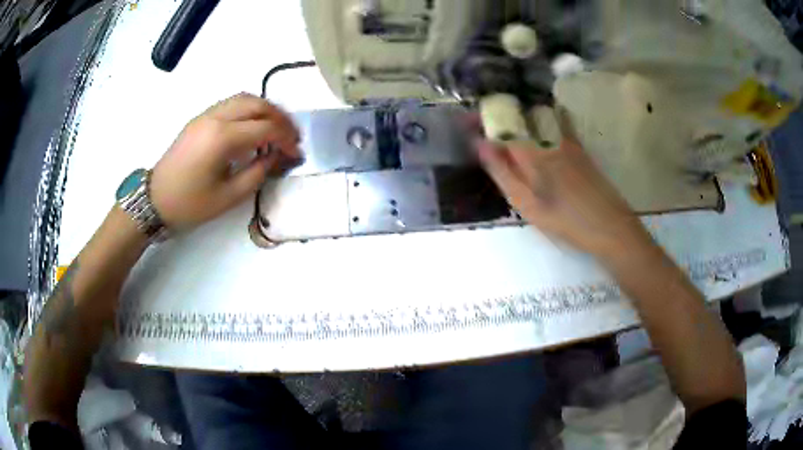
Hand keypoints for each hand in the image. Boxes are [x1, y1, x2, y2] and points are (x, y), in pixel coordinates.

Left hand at [150, 93, 299, 230]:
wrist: (154, 200)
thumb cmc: (190, 204)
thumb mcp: (229, 197)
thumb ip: (258, 172)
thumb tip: (275, 156)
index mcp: (222, 138)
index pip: (265, 128)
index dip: (286, 138)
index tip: (296, 153)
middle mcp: (215, 117)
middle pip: (257, 104)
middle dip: (280, 118)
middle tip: (291, 136)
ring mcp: (206, 115)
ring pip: (244, 99)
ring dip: (265, 110)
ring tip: (276, 129)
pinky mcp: (200, 118)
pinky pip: (231, 104)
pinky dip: (249, 110)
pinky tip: (253, 127)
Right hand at [475, 108, 652, 260]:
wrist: (610, 225)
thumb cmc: (565, 220)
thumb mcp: (527, 203)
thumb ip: (503, 172)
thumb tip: (480, 144)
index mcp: (532, 150)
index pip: (500, 124)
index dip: (481, 121)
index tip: (465, 123)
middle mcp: (548, 136)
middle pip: (517, 115)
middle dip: (496, 114)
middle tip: (479, 123)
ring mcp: (567, 139)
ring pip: (537, 115)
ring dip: (517, 113)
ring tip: (503, 121)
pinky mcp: (579, 147)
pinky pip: (556, 120)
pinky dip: (542, 116)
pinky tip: (537, 122)